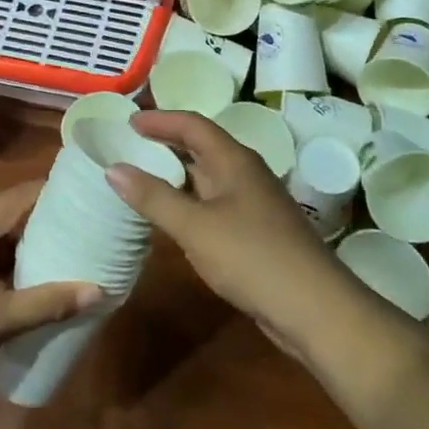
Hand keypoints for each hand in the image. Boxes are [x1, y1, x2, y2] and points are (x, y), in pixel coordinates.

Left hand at [0, 183, 102, 416]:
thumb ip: (45, 303)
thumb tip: (97, 289)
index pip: (13, 198)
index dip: (45, 191)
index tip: (80, 190)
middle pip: (5, 217)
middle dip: (41, 218)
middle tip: (81, 222)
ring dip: (25, 244)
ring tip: (65, 249)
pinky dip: (9, 265)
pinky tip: (30, 282)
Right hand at [105, 111, 345, 350]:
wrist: (315, 308)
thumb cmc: (252, 256)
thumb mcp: (195, 226)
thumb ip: (153, 197)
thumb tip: (113, 168)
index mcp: (234, 160)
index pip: (193, 125)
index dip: (161, 120)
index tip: (129, 121)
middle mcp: (246, 173)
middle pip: (202, 146)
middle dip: (167, 143)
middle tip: (130, 146)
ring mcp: (254, 203)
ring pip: (209, 177)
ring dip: (178, 174)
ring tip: (143, 178)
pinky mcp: (257, 231)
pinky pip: (215, 203)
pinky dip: (190, 201)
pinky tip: (174, 219)